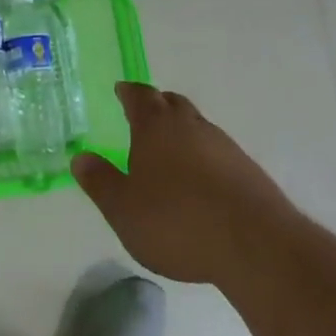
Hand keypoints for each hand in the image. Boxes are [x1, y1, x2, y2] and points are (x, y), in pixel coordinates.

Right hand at [72, 83, 292, 285]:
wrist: (255, 245)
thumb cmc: (177, 221)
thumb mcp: (123, 209)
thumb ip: (100, 182)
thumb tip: (81, 158)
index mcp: (156, 127)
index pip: (140, 96)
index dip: (128, 92)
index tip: (121, 90)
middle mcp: (191, 126)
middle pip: (172, 103)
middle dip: (157, 105)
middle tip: (144, 114)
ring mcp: (223, 146)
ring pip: (197, 126)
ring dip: (182, 132)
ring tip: (170, 151)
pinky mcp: (247, 170)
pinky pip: (217, 152)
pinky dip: (203, 157)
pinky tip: (199, 182)